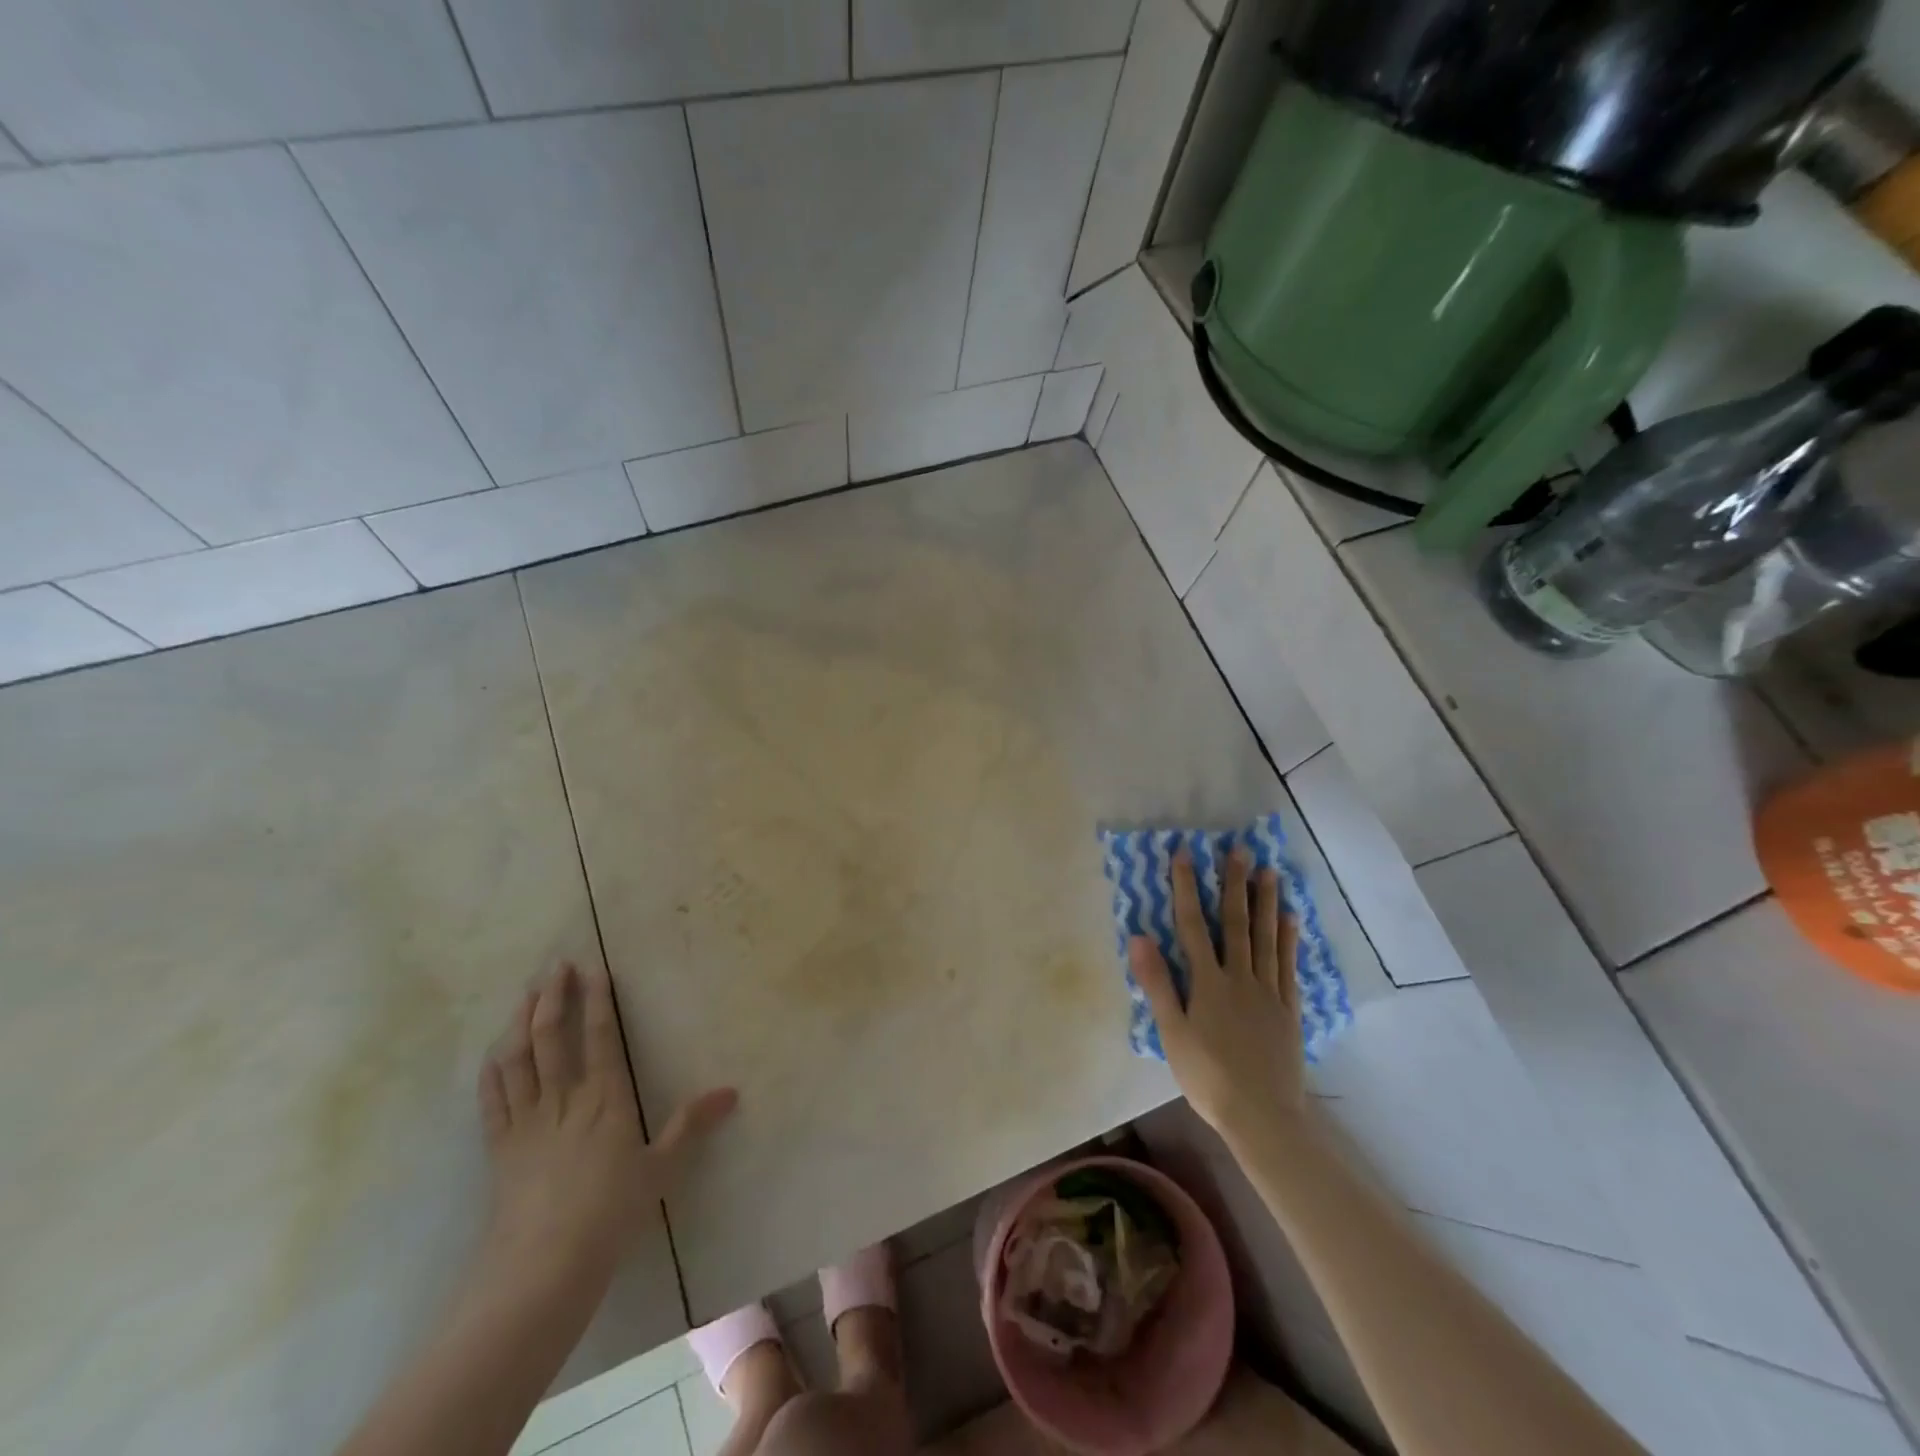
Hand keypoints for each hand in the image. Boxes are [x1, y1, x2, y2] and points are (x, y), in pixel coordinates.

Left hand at [476, 961, 736, 1283]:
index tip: (594, 969)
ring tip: (526, 994)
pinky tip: (494, 1052)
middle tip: (555, 966)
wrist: (543, 1268)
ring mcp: (526, 1122)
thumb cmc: (610, 1214)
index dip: (597, 1001)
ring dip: (520, 1023)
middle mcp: (563, 1100)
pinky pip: (493, 1099)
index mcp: (605, 1100)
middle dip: (553, 997)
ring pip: (518, 1060)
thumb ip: (691, 1126)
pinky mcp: (500, 1147)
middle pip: (551, 1038)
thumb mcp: (661, 1169)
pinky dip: (493, 1070)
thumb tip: (731, 1092)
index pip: (600, 1037)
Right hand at [1130, 850, 1306, 1147]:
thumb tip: (1139, 937)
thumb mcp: (1172, 1033)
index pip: (1192, 925)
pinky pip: (1288, 964)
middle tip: (1240, 850)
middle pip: (1235, 923)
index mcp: (1208, 983)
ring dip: (1266, 902)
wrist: (1261, 1116)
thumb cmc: (1207, 1076)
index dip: (1186, 888)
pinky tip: (1291, 918)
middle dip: (1234, 884)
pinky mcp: (1288, 1008)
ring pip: (1266, 937)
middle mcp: (1239, 977)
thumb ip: (1157, 984)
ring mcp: (1268, 991)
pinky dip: (1289, 938)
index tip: (1185, 854)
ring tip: (1270, 871)